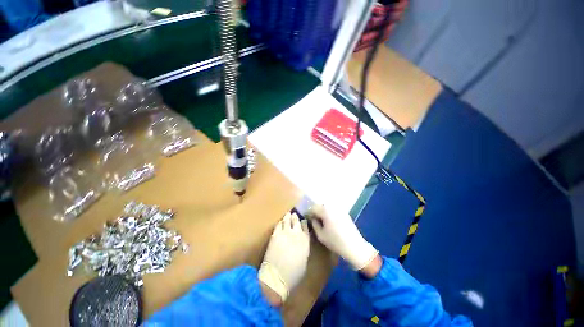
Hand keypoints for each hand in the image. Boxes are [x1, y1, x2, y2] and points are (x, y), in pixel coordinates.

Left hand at [258, 212, 309, 303]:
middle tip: (294, 214)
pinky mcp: (275, 234)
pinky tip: (280, 221)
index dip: (304, 223)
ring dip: (288, 217)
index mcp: (305, 241)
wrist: (277, 277)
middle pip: (296, 221)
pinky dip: (280, 222)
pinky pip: (278, 225)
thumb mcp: (304, 260)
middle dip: (295, 217)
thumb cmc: (293, 274)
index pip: (306, 227)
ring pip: (287, 220)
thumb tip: (301, 243)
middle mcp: (296, 234)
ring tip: (288, 214)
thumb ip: (304, 248)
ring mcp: (285, 232)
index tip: (303, 220)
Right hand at [308, 205, 377, 269]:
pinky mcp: (345, 213)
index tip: (306, 217)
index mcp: (326, 212)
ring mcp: (340, 209)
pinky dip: (329, 213)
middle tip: (313, 218)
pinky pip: (334, 210)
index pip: (313, 208)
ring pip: (327, 207)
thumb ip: (314, 224)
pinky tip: (329, 221)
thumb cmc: (336, 242)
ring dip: (323, 211)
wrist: (355, 247)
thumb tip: (312, 218)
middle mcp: (333, 207)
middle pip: (320, 206)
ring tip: (321, 220)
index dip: (309, 212)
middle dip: (316, 211)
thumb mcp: (321, 235)